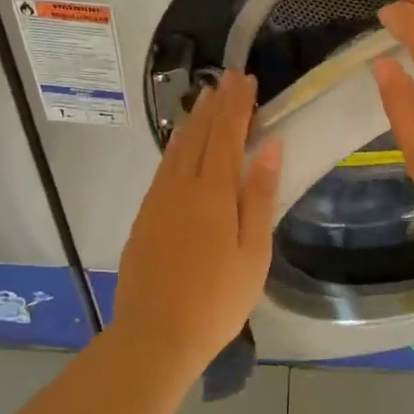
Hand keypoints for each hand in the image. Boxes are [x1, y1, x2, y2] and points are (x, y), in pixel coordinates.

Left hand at [112, 70, 281, 369]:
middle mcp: (181, 187)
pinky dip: (174, 147)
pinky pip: (163, 168)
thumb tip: (269, 148)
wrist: (156, 335)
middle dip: (215, 105)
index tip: (245, 79)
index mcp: (212, 193)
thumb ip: (260, 196)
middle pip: (199, 135)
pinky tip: (178, 147)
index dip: (237, 106)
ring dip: (192, 121)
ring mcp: (158, 201)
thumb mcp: (253, 252)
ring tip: (204, 100)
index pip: (226, 135)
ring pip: (176, 149)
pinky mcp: (144, 217)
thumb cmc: (217, 299)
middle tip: (226, 78)